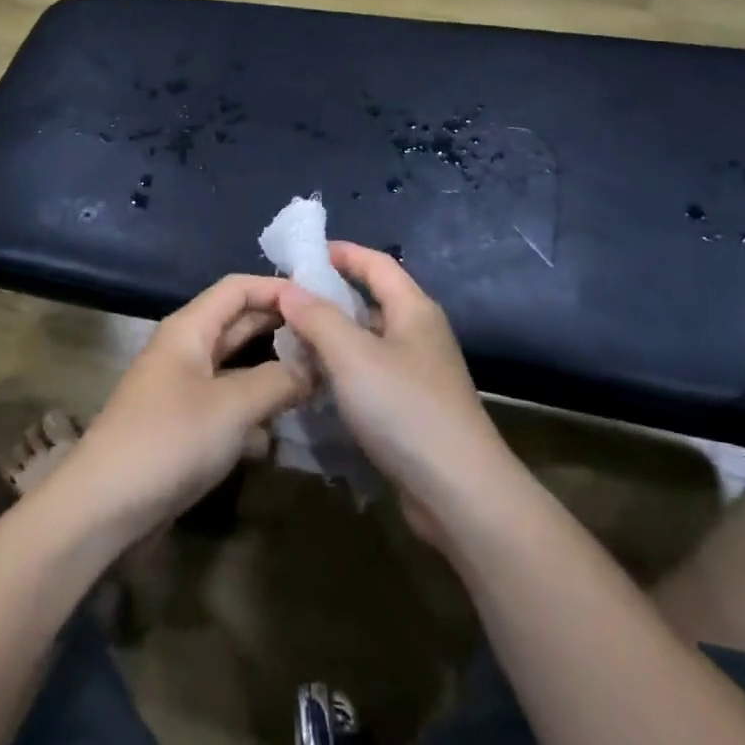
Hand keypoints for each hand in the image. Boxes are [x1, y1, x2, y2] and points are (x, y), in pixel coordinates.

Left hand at [58, 275, 312, 541]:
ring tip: (319, 374)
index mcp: (189, 329)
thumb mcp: (233, 406)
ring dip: (274, 368)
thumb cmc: (168, 442)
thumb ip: (280, 380)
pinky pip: (229, 400)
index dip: (277, 287)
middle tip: (330, 337)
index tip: (322, 300)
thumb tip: (316, 367)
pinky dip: (256, 404)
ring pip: (237, 364)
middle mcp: (186, 350)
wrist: (103, 509)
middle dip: (282, 327)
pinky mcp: (185, 424)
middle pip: (239, 323)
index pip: (238, 288)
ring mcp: (184, 388)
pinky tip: (284, 421)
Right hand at [278, 244, 520, 548]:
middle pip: (371, 300)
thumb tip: (289, 288)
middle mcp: (419, 333)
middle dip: (328, 296)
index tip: (301, 254)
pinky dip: (342, 369)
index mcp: (413, 309)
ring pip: (367, 340)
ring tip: (289, 340)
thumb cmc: (404, 409)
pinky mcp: (412, 407)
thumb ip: (318, 318)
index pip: (376, 264)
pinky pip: (370, 373)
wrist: (459, 491)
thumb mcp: (352, 356)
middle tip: (285, 302)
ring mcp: (418, 372)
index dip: (341, 253)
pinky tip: (315, 382)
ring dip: (332, 336)